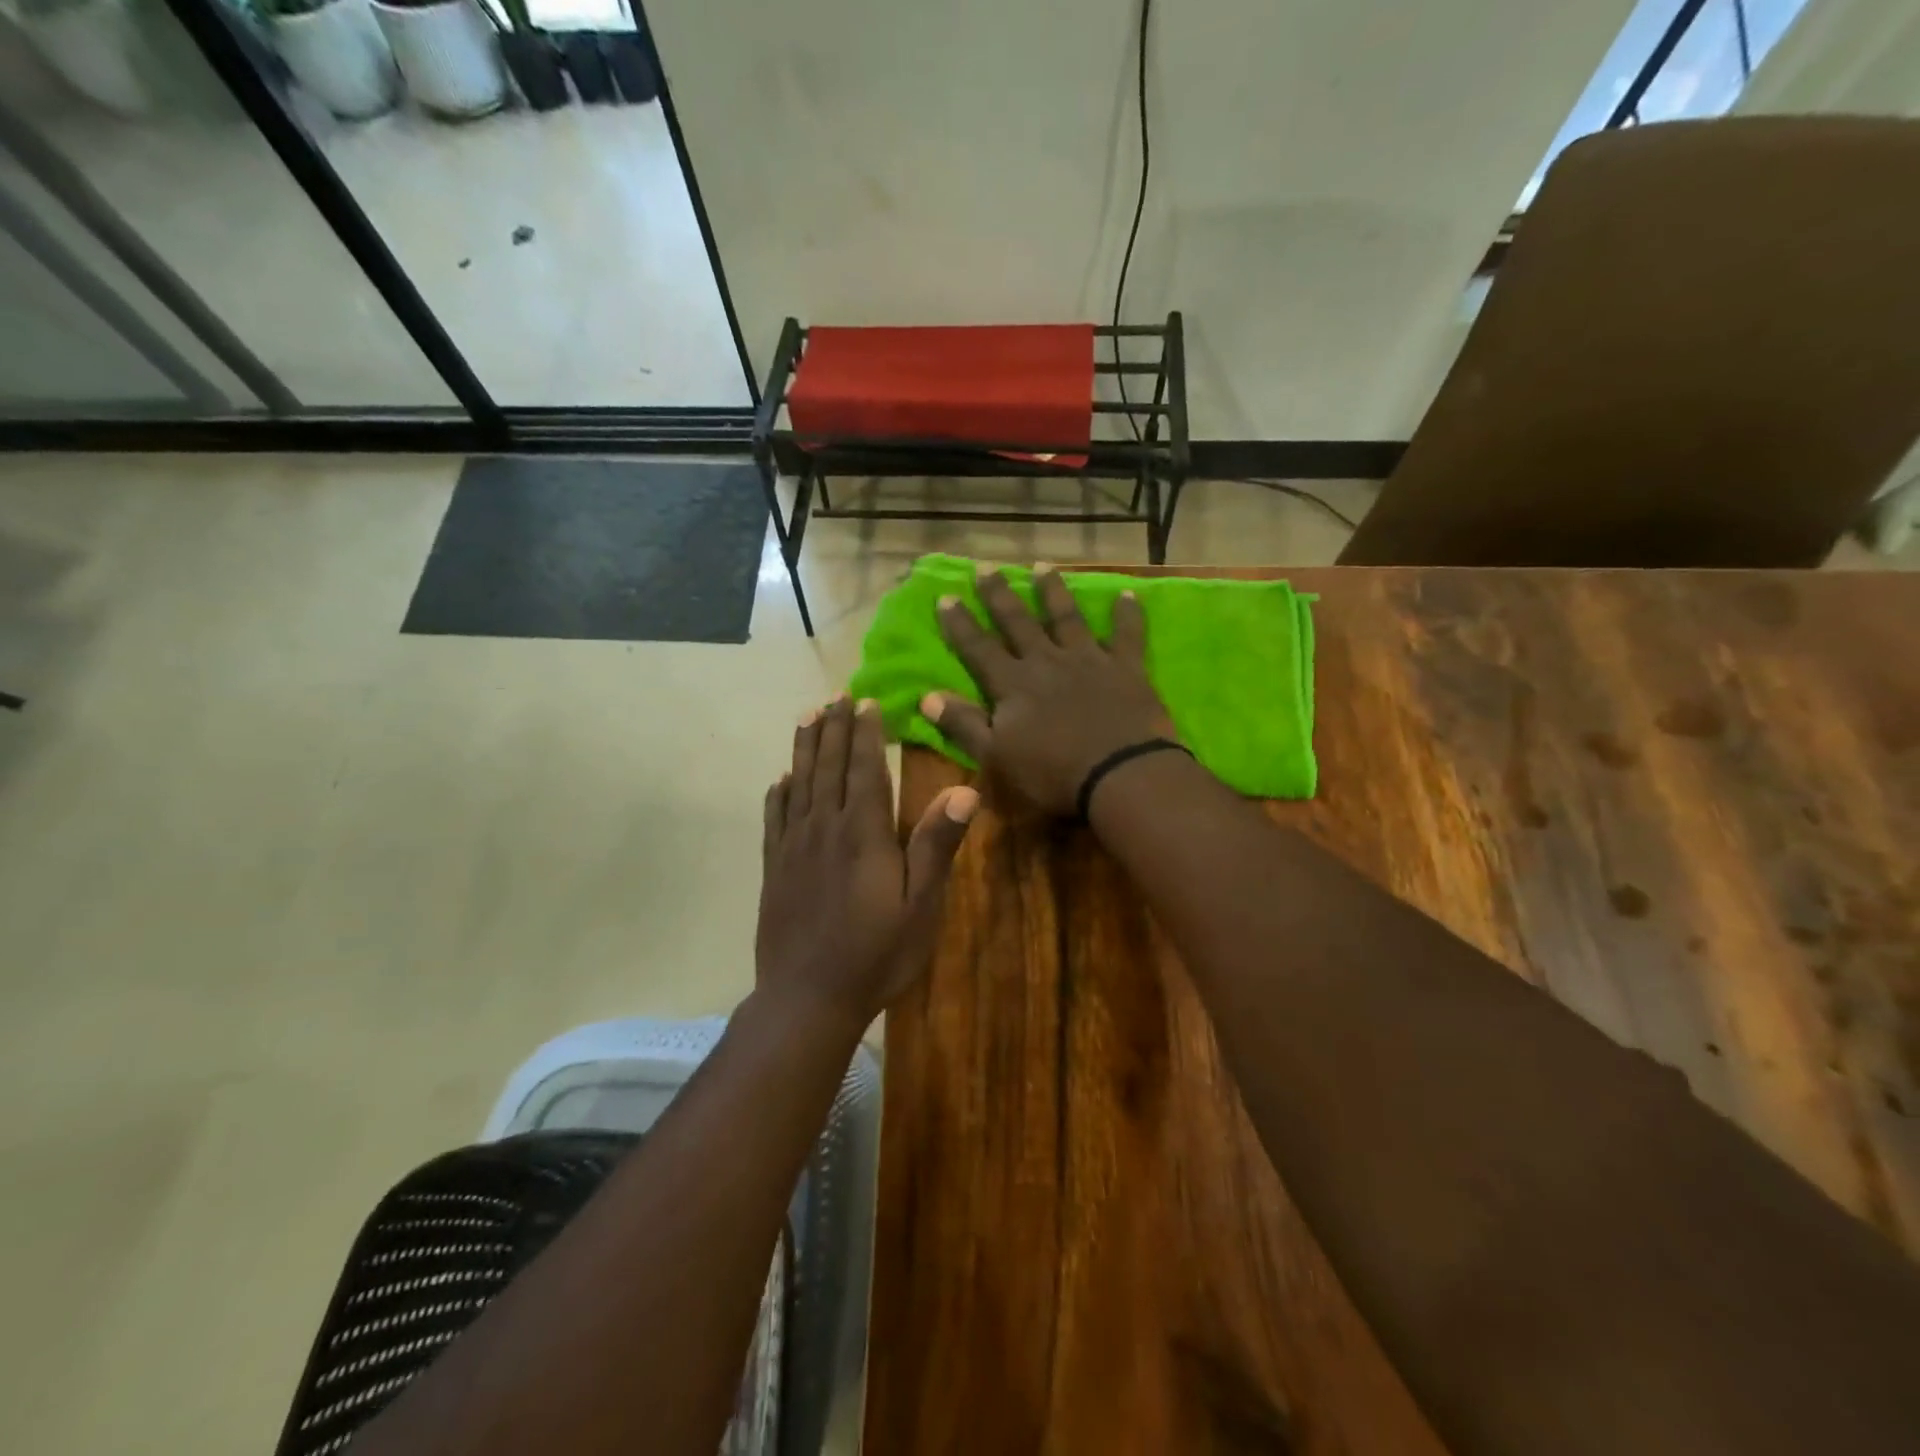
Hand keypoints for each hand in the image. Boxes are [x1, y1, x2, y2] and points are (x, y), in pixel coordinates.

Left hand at [756, 695, 978, 1032]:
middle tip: (836, 696)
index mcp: (863, 833)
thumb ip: (936, 845)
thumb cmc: (876, 954)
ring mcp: (794, 847)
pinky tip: (780, 779)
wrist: (807, 998)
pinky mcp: (775, 868)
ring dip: (805, 747)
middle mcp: (825, 828)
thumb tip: (965, 790)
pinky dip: (778, 792)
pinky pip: (775, 818)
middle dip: (834, 728)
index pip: (865, 768)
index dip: (866, 733)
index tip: (866, 701)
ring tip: (808, 716)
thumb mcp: (921, 905)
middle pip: (828, 766)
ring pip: (799, 783)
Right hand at [924, 567, 1176, 817]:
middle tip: (986, 567)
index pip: (979, 648)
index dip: (961, 624)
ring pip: (1067, 618)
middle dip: (1000, 595)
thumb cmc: (1052, 774)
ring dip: (1053, 591)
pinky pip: (1127, 635)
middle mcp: (1047, 662)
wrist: (1120, 776)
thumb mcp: (996, 757)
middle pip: (1018, 622)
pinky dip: (1127, 615)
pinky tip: (1127, 595)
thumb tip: (927, 696)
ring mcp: (1088, 660)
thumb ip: (963, 725)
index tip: (946, 596)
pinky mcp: (1126, 669)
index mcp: (1013, 685)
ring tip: (1042, 566)